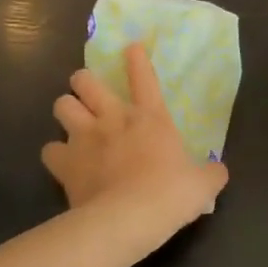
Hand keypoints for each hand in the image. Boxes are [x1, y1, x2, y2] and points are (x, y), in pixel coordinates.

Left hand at [42, 42, 228, 225]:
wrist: (128, 219)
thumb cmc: (170, 195)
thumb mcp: (203, 184)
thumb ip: (210, 173)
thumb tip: (218, 171)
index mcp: (150, 118)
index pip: (143, 78)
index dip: (137, 59)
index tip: (131, 47)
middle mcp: (113, 119)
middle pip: (86, 81)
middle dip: (84, 81)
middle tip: (89, 92)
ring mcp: (84, 138)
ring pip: (61, 105)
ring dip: (66, 110)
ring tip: (72, 121)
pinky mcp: (64, 164)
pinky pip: (49, 149)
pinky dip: (55, 153)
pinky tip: (63, 161)